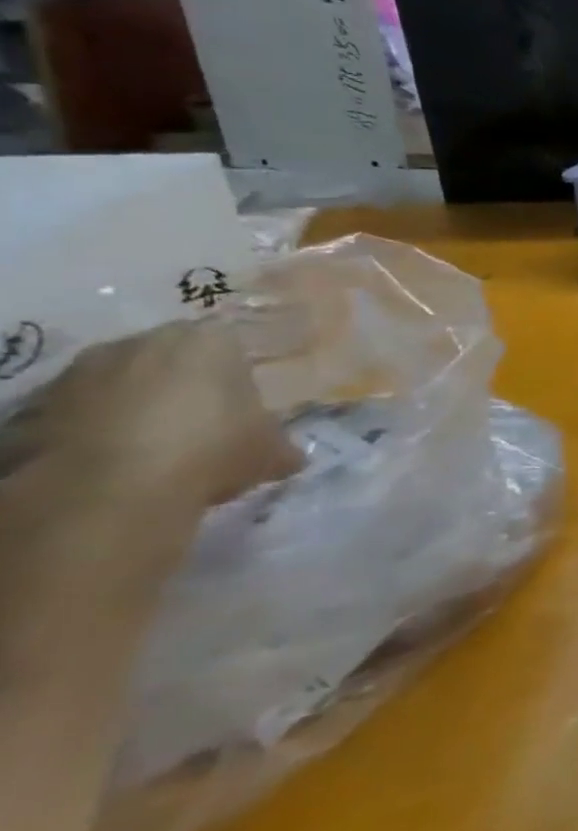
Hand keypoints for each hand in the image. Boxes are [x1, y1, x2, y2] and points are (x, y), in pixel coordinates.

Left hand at [4, 320, 300, 516]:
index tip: (240, 412)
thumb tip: (289, 457)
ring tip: (152, 451)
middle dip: (182, 387)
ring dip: (134, 408)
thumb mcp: (268, 452)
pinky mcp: (35, 406)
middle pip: (171, 360)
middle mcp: (142, 342)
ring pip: (121, 384)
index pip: (231, 348)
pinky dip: (95, 431)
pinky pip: (80, 413)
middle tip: (199, 427)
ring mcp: (81, 372)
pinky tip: (114, 465)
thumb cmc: (211, 450)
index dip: (236, 380)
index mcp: (209, 339)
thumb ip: (279, 446)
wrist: (109, 490)